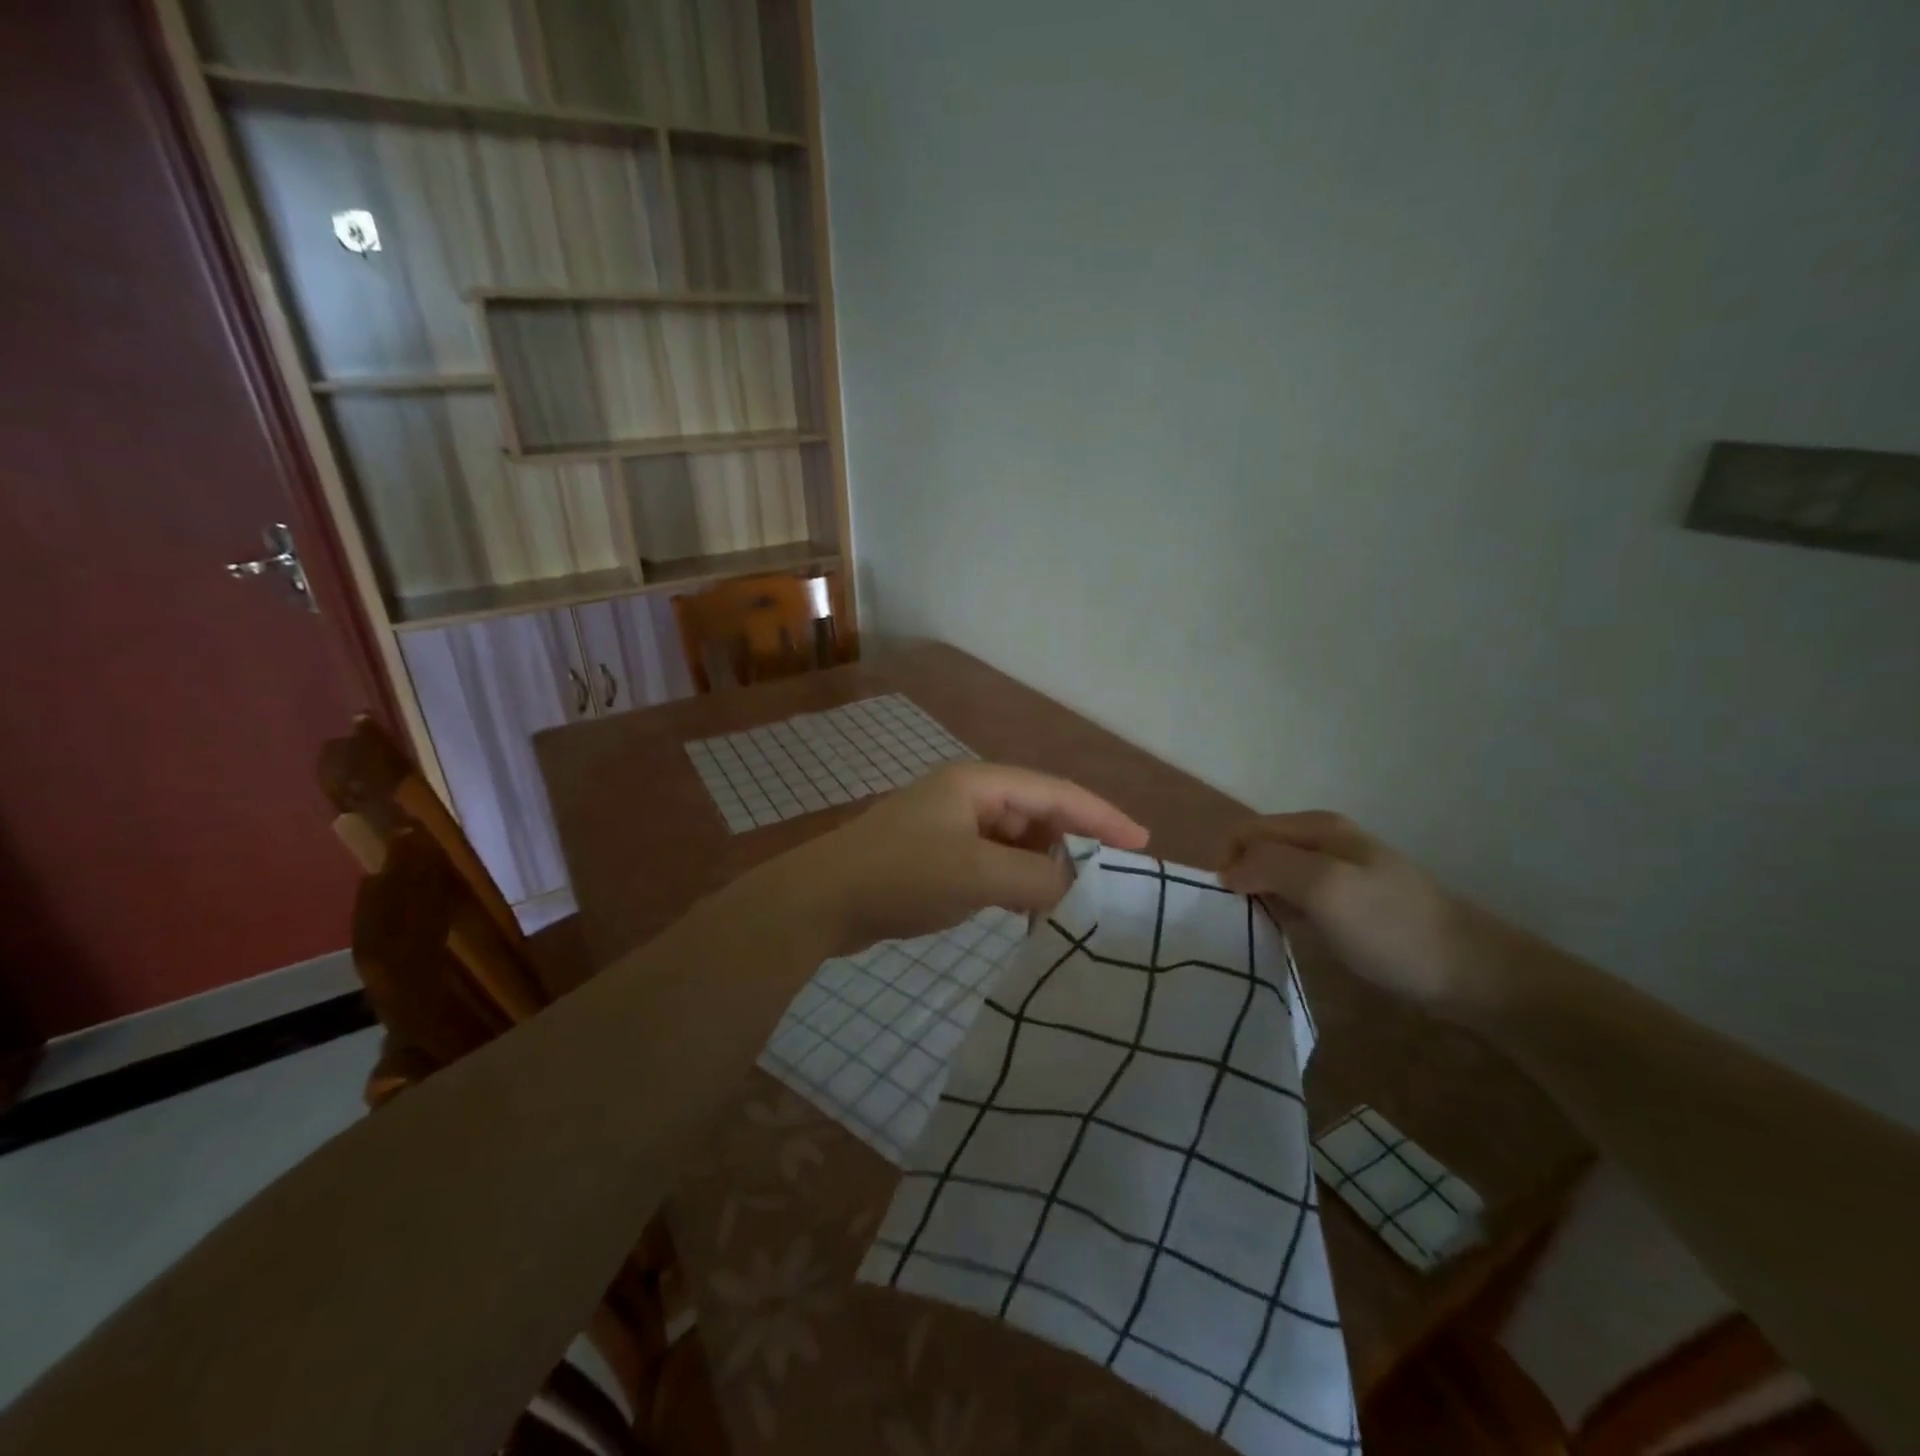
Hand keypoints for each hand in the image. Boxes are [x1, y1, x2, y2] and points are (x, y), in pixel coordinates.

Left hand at [769, 762, 1148, 956]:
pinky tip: (1023, 908)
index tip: (1141, 845)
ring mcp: (947, 825)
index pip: (1056, 792)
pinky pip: (990, 861)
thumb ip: (1037, 880)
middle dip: (1072, 845)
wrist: (821, 901)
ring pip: (1014, 841)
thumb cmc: (902, 875)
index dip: (1102, 816)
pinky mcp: (934, 855)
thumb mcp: (978, 875)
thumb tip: (1074, 890)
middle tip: (1105, 884)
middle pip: (1037, 814)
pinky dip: (1013, 881)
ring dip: (1041, 868)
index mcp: (979, 783)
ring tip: (1067, 903)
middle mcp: (966, 796)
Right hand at [1219, 811, 1517, 1018]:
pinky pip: (1296, 898)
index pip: (1246, 831)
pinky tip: (1289, 937)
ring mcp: (1338, 872)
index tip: (1230, 904)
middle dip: (1242, 879)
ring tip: (1262, 932)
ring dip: (1260, 898)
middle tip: (1244, 921)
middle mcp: (1324, 840)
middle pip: (1259, 850)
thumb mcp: (1325, 887)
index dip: (1229, 862)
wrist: (1469, 972)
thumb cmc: (1392, 927)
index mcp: (1317, 827)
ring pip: (1275, 875)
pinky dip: (1282, 913)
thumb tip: (1227, 871)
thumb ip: (1270, 866)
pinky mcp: (1347, 903)